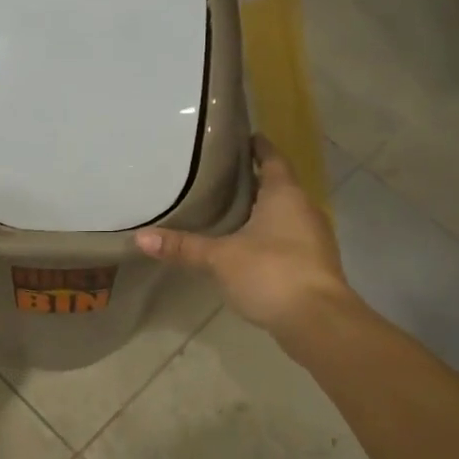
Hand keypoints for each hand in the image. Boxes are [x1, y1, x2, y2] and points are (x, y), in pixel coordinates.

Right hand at [135, 135, 356, 338]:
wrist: (318, 321)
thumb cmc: (270, 272)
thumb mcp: (220, 258)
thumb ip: (183, 247)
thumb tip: (140, 237)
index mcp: (285, 195)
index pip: (272, 158)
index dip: (258, 146)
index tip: (243, 137)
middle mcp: (304, 209)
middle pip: (279, 186)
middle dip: (255, 181)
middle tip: (222, 176)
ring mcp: (314, 239)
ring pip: (285, 215)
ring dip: (262, 212)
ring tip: (230, 211)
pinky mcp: (314, 265)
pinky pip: (289, 240)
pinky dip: (269, 237)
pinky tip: (247, 248)